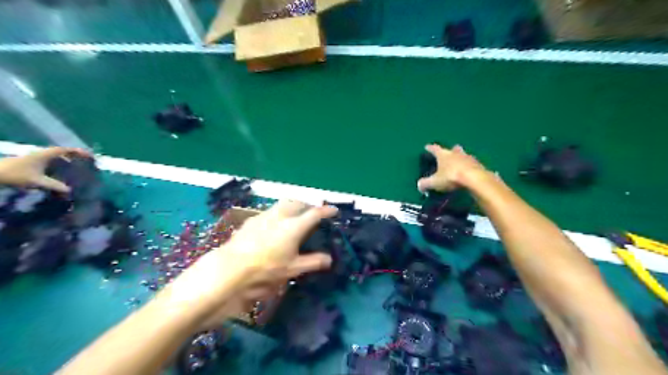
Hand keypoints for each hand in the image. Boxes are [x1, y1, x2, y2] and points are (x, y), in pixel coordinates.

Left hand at [0, 147, 90, 192]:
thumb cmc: (15, 175)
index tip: (90, 156)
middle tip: (85, 163)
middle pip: (61, 152)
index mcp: (45, 155)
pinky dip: (58, 165)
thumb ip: (55, 185)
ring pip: (55, 157)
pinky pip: (49, 161)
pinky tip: (60, 173)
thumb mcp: (37, 181)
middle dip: (74, 156)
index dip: (78, 152)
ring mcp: (35, 158)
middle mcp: (41, 154)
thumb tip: (70, 191)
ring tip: (76, 168)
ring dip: (66, 161)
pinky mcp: (30, 163)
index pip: (65, 150)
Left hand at [164, 202, 337, 328]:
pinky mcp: (251, 220)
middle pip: (297, 203)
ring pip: (282, 204)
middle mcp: (280, 216)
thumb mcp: (292, 269)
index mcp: (294, 226)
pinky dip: (277, 214)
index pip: (314, 213)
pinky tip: (273, 226)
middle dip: (307, 205)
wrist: (230, 268)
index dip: (326, 210)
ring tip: (294, 217)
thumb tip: (329, 259)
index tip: (334, 210)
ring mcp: (264, 216)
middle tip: (312, 212)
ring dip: (292, 207)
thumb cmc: (266, 270)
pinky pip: (269, 212)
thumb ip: (313, 262)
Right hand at [420, 143, 488, 192]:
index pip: (435, 149)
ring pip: (463, 156)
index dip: (430, 148)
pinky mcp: (478, 165)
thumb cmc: (451, 177)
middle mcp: (456, 153)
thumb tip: (419, 186)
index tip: (427, 147)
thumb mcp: (435, 182)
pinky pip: (471, 165)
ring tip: (458, 165)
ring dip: (460, 159)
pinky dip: (468, 167)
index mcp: (443, 154)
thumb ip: (425, 183)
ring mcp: (468, 158)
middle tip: (448, 154)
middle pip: (452, 149)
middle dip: (450, 151)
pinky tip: (467, 173)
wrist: (475, 179)